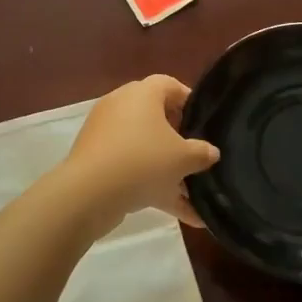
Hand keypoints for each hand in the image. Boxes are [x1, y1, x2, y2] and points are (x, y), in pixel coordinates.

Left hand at [62, 76, 219, 227]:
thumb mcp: (184, 158)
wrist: (90, 193)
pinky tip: (184, 216)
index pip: (169, 85)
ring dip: (168, 170)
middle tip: (197, 157)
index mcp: (142, 94)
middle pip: (156, 118)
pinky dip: (154, 187)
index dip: (189, 101)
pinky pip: (132, 169)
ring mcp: (106, 135)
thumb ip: (202, 153)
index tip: (204, 123)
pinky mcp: (97, 161)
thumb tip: (211, 152)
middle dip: (179, 140)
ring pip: (144, 148)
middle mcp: (121, 106)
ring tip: (194, 196)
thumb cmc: (143, 161)